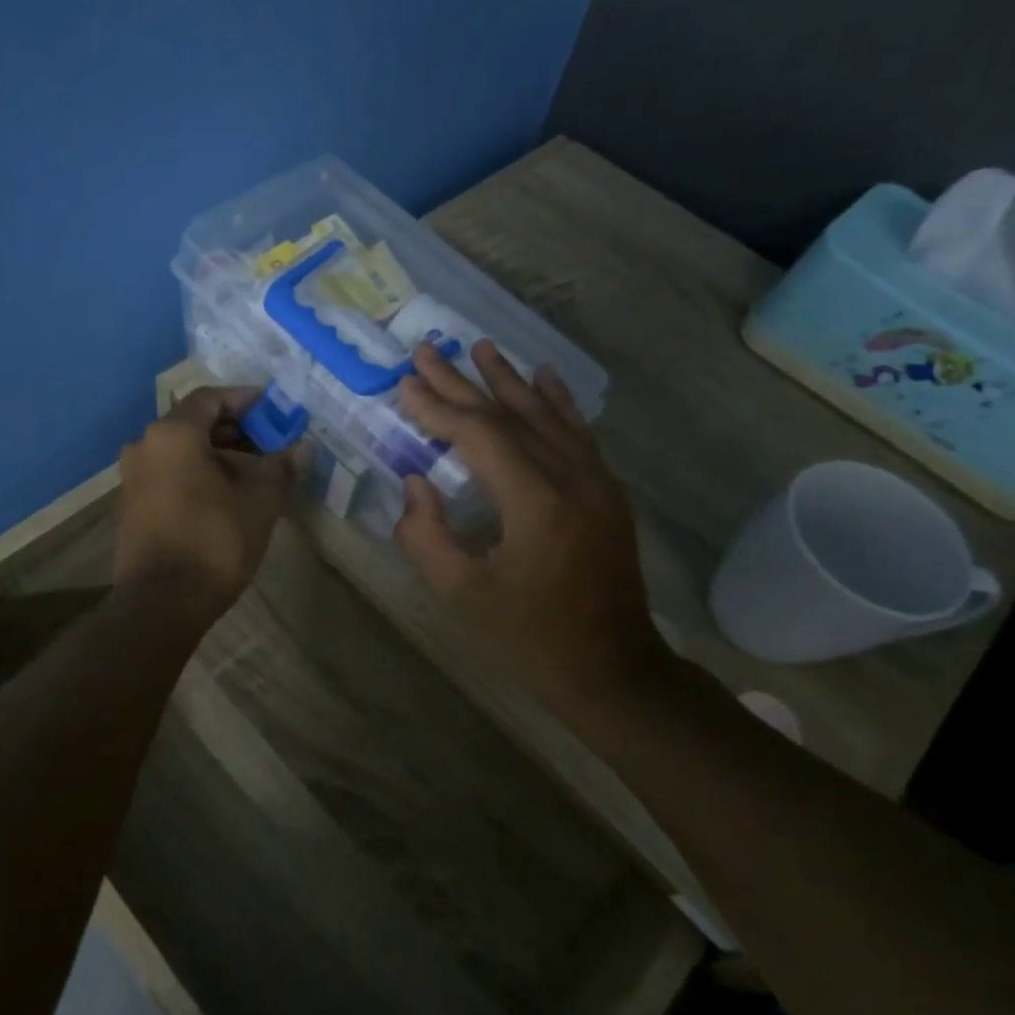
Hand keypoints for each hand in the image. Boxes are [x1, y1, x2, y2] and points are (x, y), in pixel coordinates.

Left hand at [114, 387, 295, 621]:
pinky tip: (223, 494)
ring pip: (179, 450)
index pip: (210, 398)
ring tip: (251, 470)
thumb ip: (279, 468)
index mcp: (173, 435)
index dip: (244, 399)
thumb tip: (299, 449)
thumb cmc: (214, 543)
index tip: (272, 407)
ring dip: (215, 452)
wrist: (161, 603)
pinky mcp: (130, 505)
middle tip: (268, 440)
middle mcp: (144, 446)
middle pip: (192, 422)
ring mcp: (132, 477)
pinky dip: (195, 472)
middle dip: (233, 428)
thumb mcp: (258, 503)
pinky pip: (167, 473)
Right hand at [395, 341, 671, 702]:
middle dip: (462, 383)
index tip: (404, 386)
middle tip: (426, 352)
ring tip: (479, 347)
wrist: (610, 667)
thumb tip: (416, 482)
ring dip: (508, 380)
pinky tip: (543, 376)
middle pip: (510, 415)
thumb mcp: (460, 594)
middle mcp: (571, 478)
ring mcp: (596, 482)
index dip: (438, 408)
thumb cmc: (527, 636)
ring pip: (546, 415)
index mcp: (535, 504)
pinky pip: (579, 433)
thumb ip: (425, 535)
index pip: (479, 436)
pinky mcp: (607, 492)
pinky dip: (557, 402)